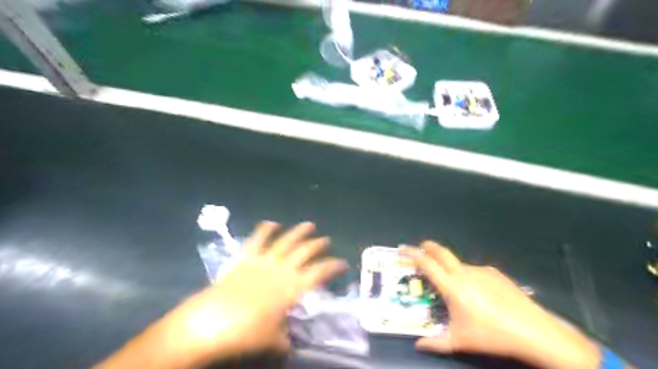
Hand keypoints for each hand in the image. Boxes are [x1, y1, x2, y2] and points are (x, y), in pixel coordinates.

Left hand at [97, 222, 348, 368]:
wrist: (211, 322)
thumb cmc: (246, 333)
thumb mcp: (271, 341)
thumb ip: (284, 341)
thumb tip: (289, 347)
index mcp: (293, 287)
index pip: (320, 272)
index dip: (333, 266)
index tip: (342, 263)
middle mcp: (282, 269)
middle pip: (306, 251)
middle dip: (318, 244)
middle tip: (326, 240)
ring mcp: (264, 260)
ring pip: (286, 240)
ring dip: (299, 231)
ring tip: (309, 225)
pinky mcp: (245, 257)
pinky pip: (257, 239)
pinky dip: (265, 229)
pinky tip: (272, 223)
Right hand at [402, 243, 599, 368]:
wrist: (533, 331)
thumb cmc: (491, 335)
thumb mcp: (459, 341)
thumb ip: (435, 343)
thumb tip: (418, 345)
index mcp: (452, 286)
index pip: (427, 264)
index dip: (412, 254)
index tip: (402, 249)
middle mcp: (464, 273)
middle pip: (442, 252)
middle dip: (428, 246)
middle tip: (420, 246)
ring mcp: (481, 271)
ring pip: (459, 263)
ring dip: (449, 266)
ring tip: (451, 282)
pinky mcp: (496, 273)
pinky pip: (475, 270)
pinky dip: (467, 274)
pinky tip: (476, 290)